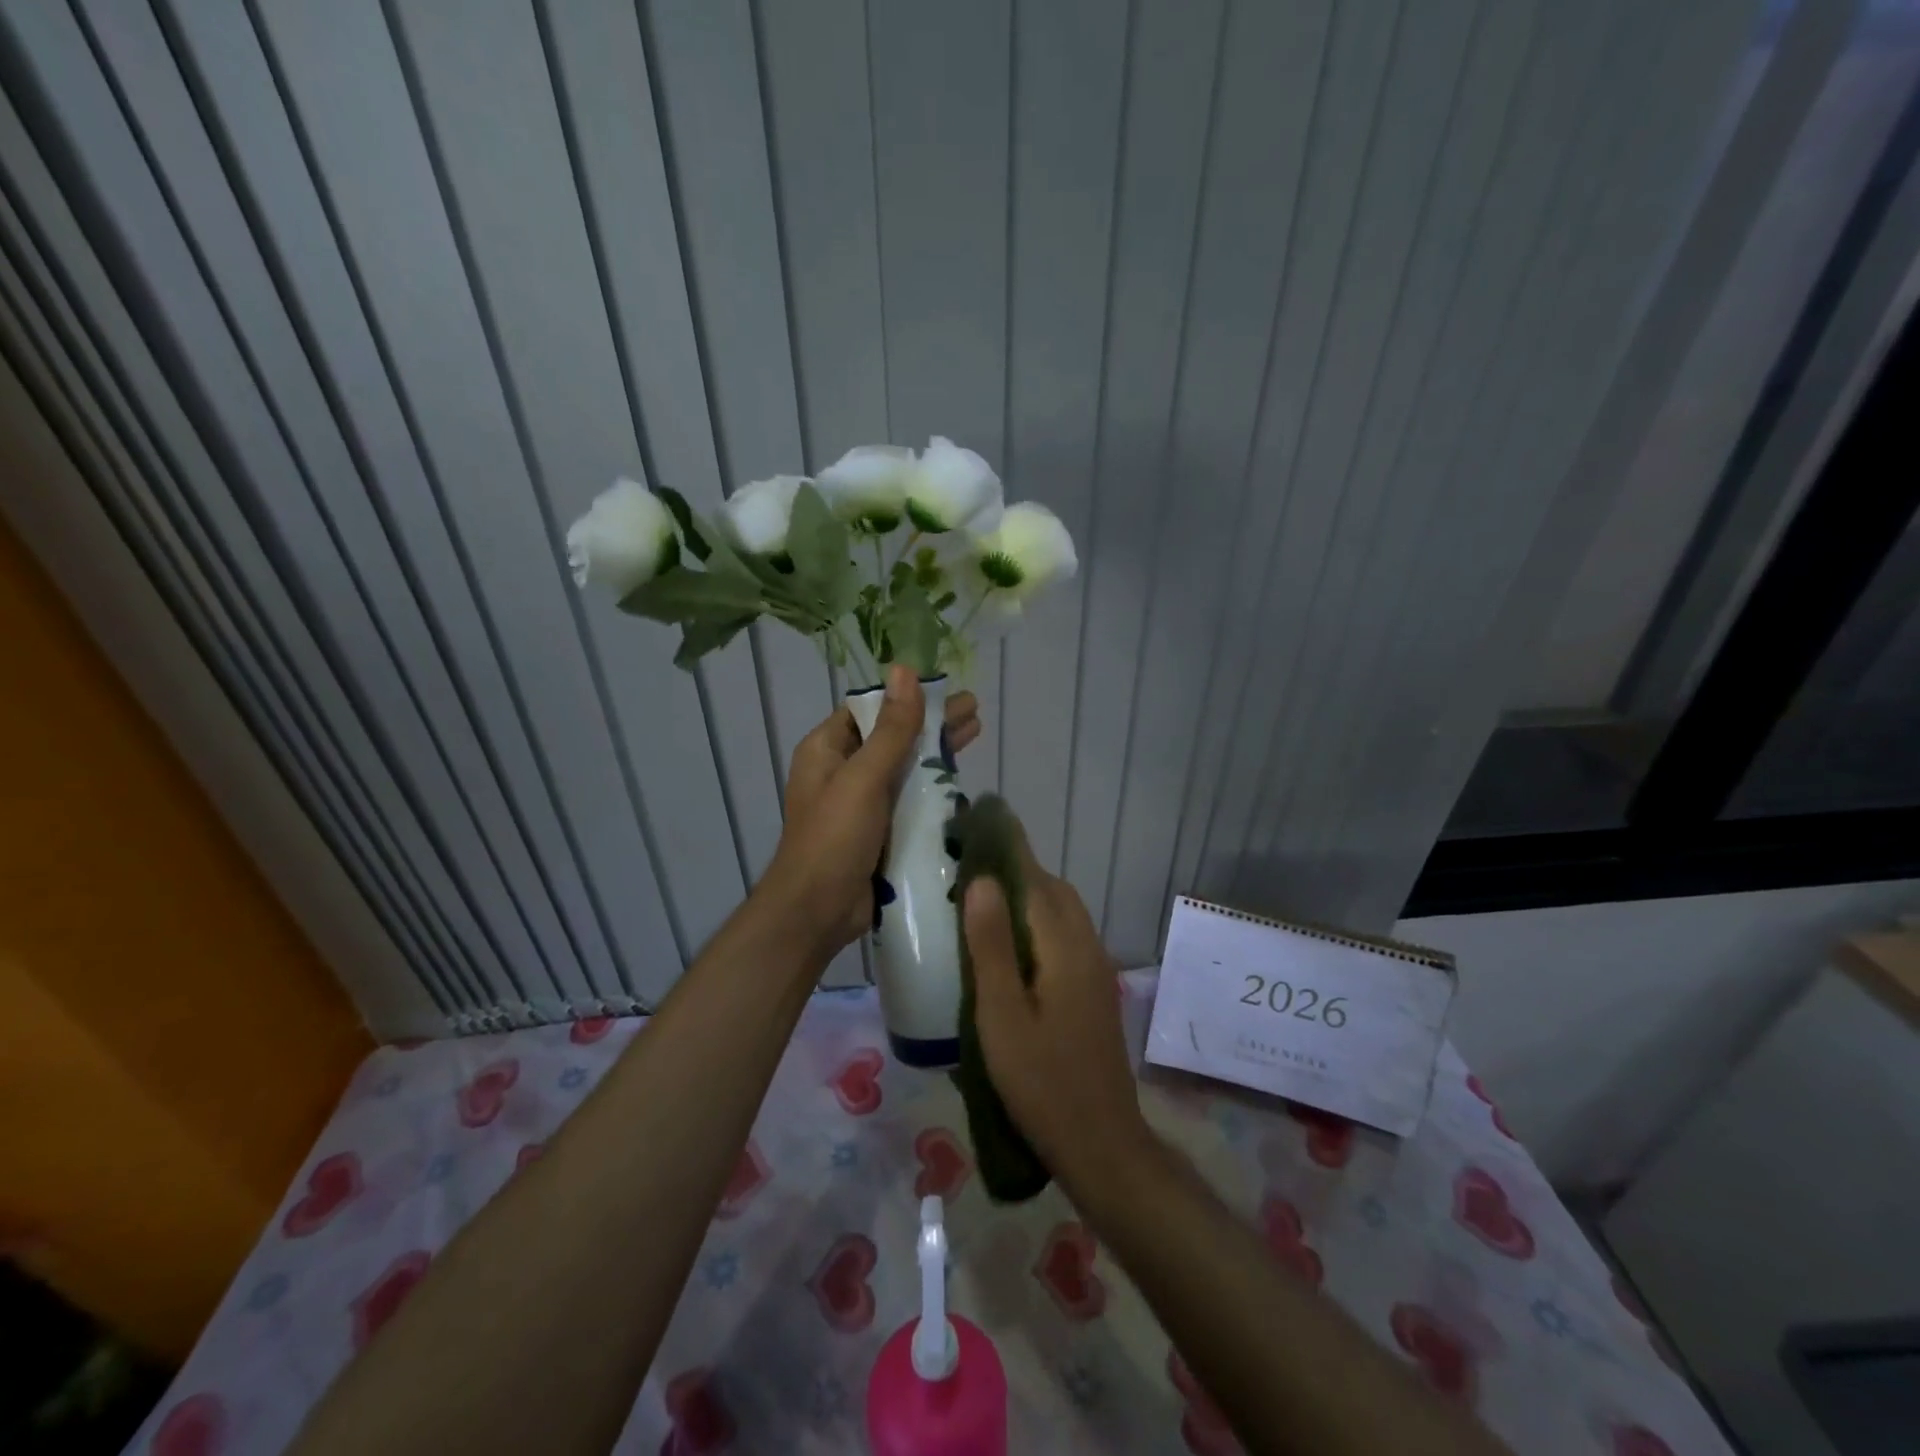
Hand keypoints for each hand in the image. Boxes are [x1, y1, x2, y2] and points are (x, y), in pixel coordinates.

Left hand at [763, 664, 980, 959]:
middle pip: (892, 736)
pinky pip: (909, 798)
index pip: (870, 709)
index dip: (907, 696)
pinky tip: (963, 779)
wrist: (817, 912)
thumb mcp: (864, 778)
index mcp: (827, 750)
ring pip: (904, 767)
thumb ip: (891, 728)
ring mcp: (862, 802)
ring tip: (976, 734)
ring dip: (936, 752)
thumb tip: (905, 670)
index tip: (945, 688)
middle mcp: (843, 771)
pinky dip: (933, 786)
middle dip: (931, 723)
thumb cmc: (834, 838)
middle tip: (974, 711)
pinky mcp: (880, 830)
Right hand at [963, 850, 1149, 1190]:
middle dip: (1015, 871)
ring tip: (982, 905)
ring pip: (1061, 914)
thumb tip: (982, 880)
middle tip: (967, 871)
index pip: (1035, 878)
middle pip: (1052, 891)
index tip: (975, 825)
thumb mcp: (1002, 1015)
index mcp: (1065, 945)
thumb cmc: (1041, 1081)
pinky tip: (1010, 949)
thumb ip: (991, 946)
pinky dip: (1038, 924)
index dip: (1007, 849)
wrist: (1100, 1143)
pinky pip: (1065, 937)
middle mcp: (1087, 946)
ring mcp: (1095, 969)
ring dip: (1028, 897)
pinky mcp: (1093, 990)